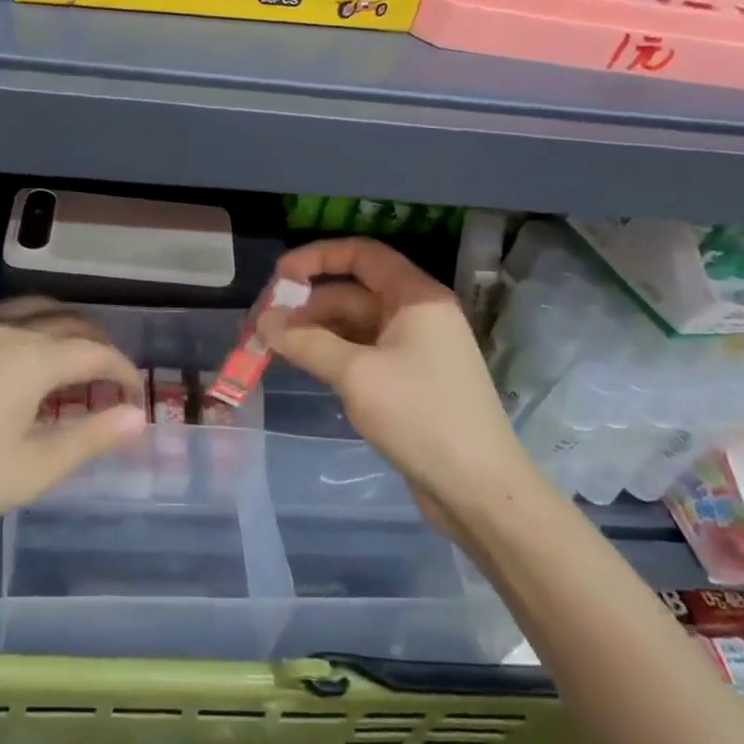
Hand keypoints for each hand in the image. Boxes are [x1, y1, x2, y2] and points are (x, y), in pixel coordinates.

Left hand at [0, 297, 145, 547]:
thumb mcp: (33, 469)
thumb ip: (90, 438)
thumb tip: (136, 417)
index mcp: (33, 360)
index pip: (95, 353)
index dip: (122, 371)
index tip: (133, 395)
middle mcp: (7, 330)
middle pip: (68, 322)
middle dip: (98, 345)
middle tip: (109, 377)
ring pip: (33, 308)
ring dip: (63, 325)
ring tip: (72, 353)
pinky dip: (26, 323)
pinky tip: (19, 350)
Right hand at [265, 238, 521, 508]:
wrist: (479, 489)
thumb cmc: (420, 416)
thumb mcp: (356, 374)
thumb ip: (306, 342)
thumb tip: (264, 321)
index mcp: (416, 298)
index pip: (363, 255)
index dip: (318, 257)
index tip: (279, 277)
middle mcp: (418, 315)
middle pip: (354, 292)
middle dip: (308, 305)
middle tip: (265, 326)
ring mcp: (416, 350)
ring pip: (356, 326)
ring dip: (316, 333)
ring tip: (275, 349)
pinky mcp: (411, 382)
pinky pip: (364, 354)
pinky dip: (333, 355)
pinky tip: (307, 368)